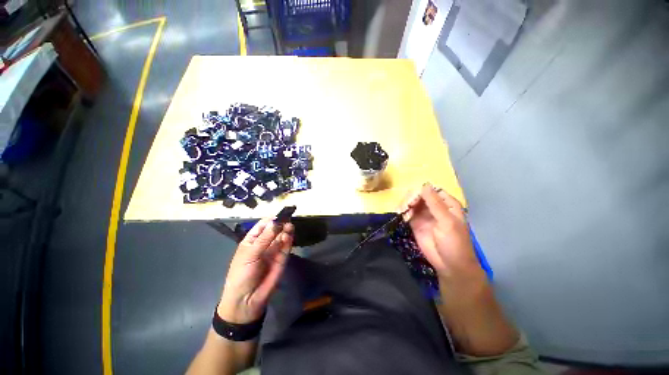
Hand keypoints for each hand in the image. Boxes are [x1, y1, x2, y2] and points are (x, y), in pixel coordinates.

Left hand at [218, 218, 293, 323]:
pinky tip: (288, 236)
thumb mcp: (249, 254)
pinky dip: (288, 240)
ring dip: (286, 230)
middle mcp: (265, 242)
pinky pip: (286, 246)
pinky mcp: (283, 258)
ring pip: (282, 236)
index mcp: (252, 240)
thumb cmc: (241, 274)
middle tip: (287, 219)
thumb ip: (264, 238)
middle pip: (275, 229)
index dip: (271, 218)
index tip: (280, 213)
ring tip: (289, 226)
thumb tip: (276, 222)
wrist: (247, 300)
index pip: (263, 225)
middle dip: (281, 223)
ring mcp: (274, 250)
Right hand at [401, 183, 480, 280]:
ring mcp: (424, 215)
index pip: (432, 190)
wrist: (449, 265)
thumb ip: (435, 203)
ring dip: (405, 204)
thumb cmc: (454, 242)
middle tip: (406, 206)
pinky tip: (401, 215)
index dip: (422, 191)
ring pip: (412, 203)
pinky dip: (403, 212)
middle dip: (412, 198)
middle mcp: (434, 207)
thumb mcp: (447, 221)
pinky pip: (407, 213)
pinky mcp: (415, 223)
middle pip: (420, 195)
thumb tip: (424, 185)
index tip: (414, 197)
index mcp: (447, 204)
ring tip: (402, 211)